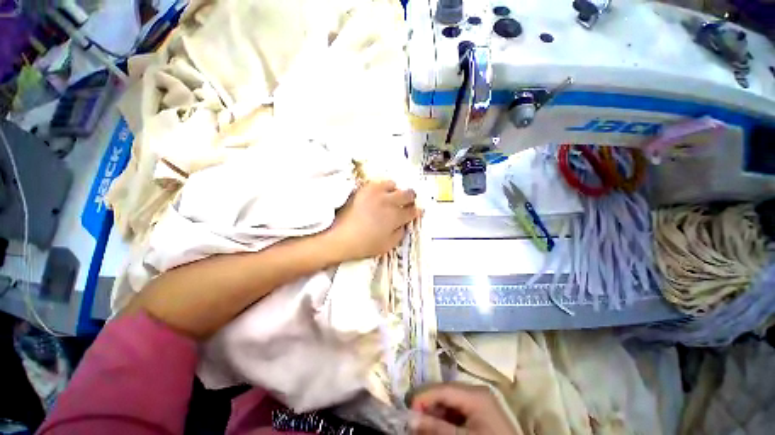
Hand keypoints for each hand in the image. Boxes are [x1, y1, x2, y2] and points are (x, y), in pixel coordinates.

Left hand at [328, 180, 419, 261]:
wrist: (340, 237)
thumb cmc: (365, 244)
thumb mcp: (388, 245)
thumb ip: (400, 233)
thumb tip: (403, 224)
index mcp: (396, 217)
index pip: (412, 211)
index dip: (416, 211)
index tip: (416, 212)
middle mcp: (389, 201)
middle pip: (408, 194)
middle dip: (411, 198)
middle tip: (407, 202)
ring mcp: (376, 192)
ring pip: (394, 184)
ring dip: (395, 191)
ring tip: (390, 197)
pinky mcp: (364, 188)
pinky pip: (378, 182)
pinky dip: (382, 187)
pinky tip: (378, 195)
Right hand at [408, 382, 519, 434]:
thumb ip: (436, 428)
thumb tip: (410, 419)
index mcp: (475, 394)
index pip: (443, 389)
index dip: (423, 397)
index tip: (407, 408)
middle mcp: (477, 391)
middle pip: (445, 393)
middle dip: (428, 406)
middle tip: (413, 420)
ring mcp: (480, 401)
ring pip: (450, 402)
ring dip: (436, 413)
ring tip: (423, 425)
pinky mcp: (481, 411)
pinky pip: (458, 410)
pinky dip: (446, 418)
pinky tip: (438, 427)